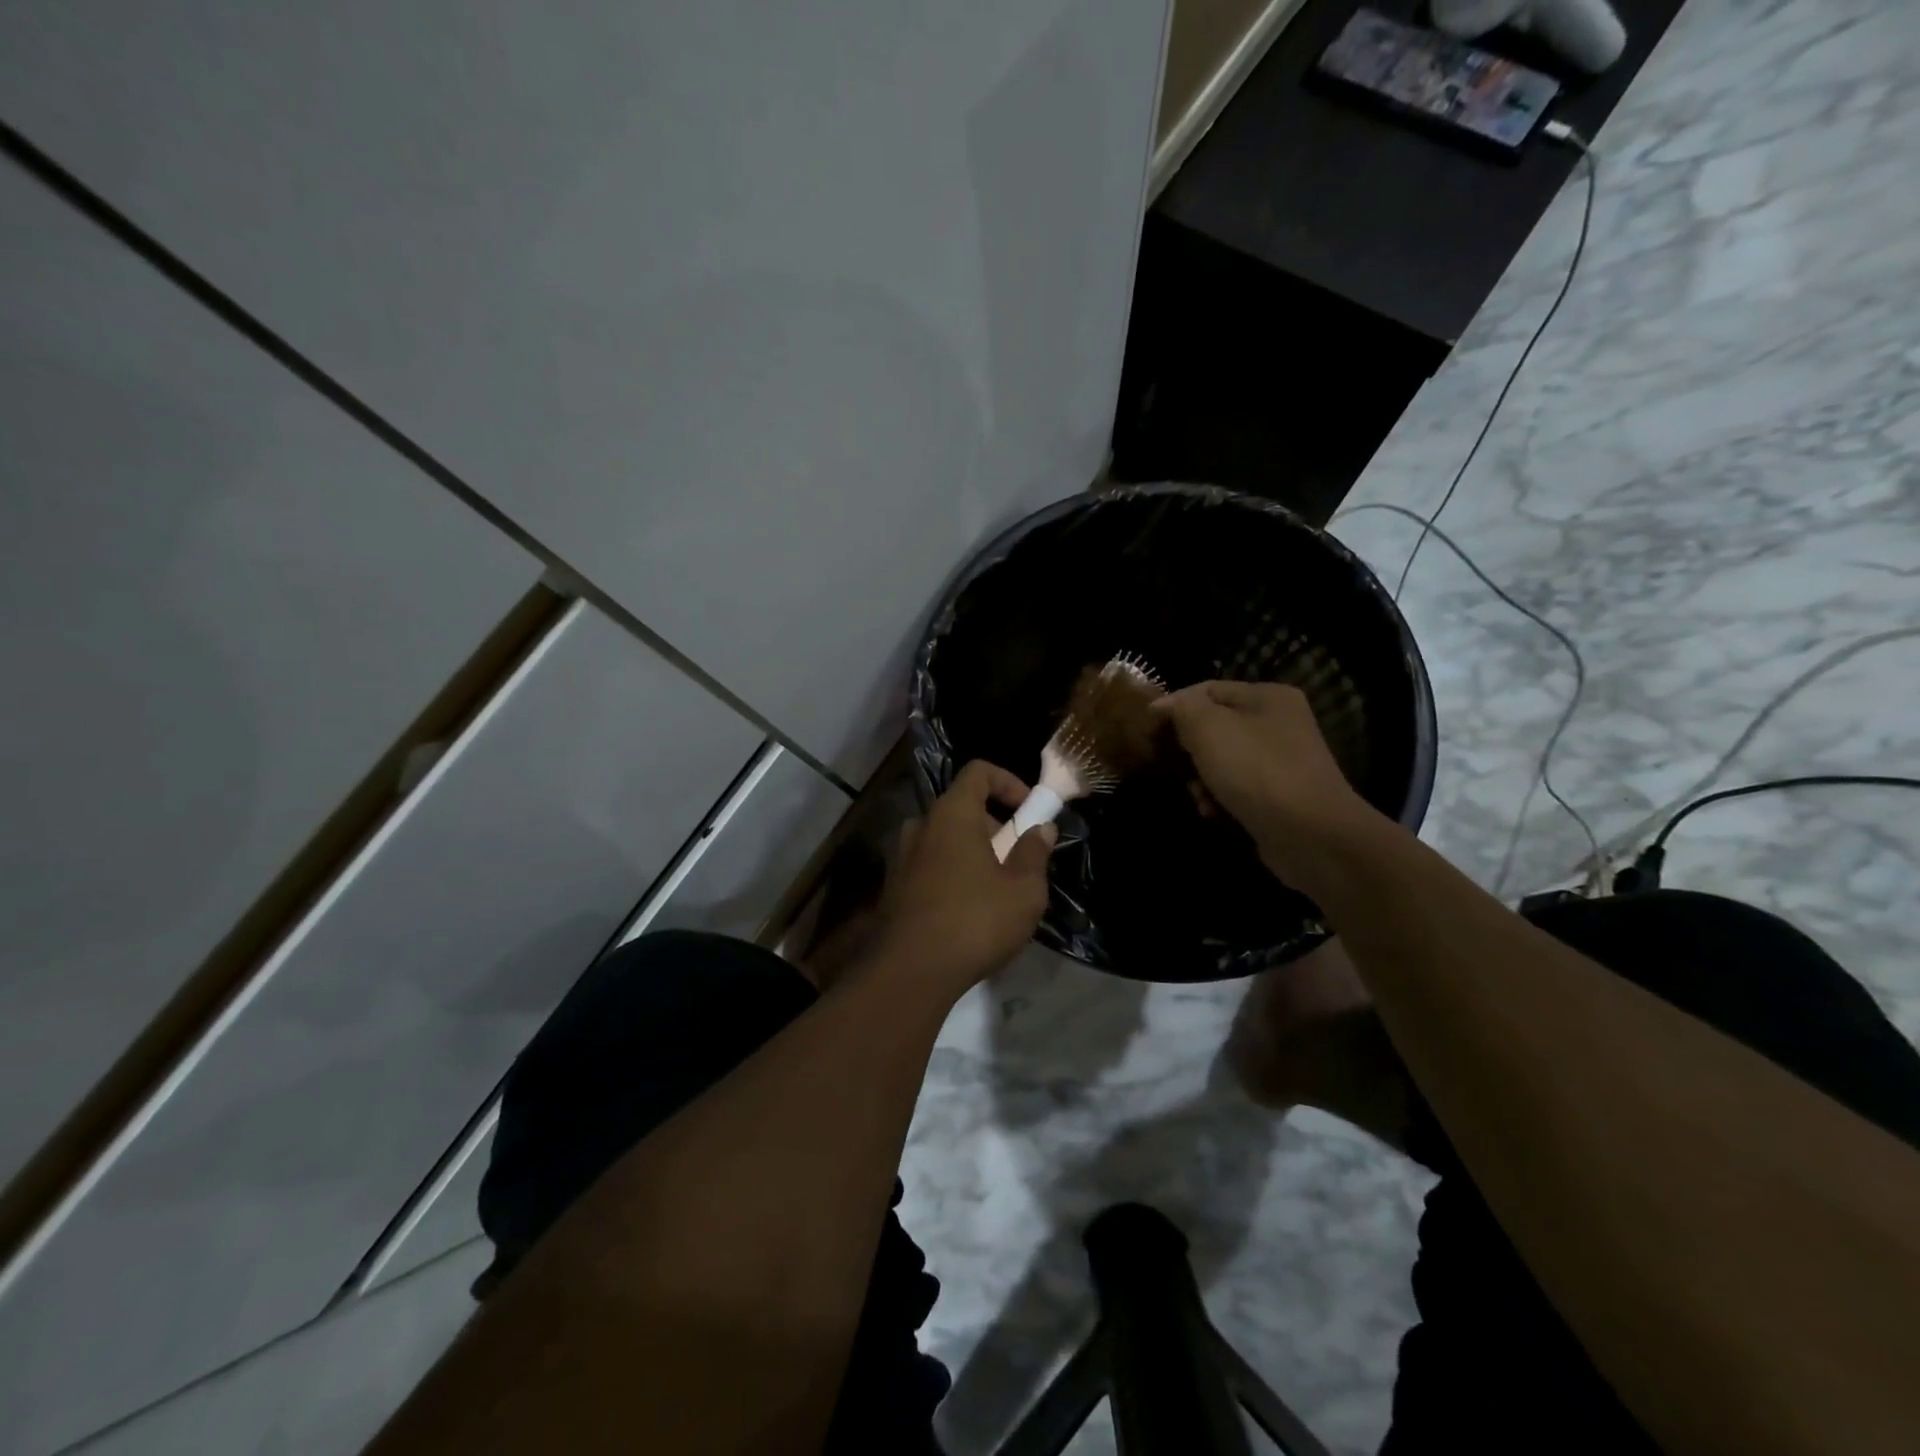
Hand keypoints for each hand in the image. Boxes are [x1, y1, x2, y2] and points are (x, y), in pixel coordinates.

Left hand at [867, 761, 1056, 998]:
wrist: (910, 972)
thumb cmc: (974, 921)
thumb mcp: (1023, 890)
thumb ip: (1035, 852)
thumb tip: (1040, 828)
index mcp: (952, 814)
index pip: (978, 771)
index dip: (1009, 781)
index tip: (1029, 810)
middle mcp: (921, 826)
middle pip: (962, 807)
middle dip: (995, 824)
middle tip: (1018, 858)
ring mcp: (902, 857)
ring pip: (945, 839)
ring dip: (973, 852)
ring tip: (997, 888)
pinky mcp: (894, 888)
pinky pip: (930, 865)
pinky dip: (953, 873)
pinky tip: (969, 911)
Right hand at [1154, 681, 1377, 885]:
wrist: (1310, 834)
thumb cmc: (1256, 770)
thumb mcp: (1208, 727)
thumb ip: (1183, 708)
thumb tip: (1166, 706)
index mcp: (1268, 696)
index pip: (1207, 689)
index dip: (1174, 705)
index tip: (1146, 728)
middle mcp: (1279, 723)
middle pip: (1215, 726)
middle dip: (1188, 748)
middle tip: (1172, 765)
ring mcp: (1282, 761)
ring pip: (1222, 760)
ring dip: (1201, 778)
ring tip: (1197, 795)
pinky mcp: (1279, 796)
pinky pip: (1237, 788)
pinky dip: (1220, 798)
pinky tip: (1212, 812)